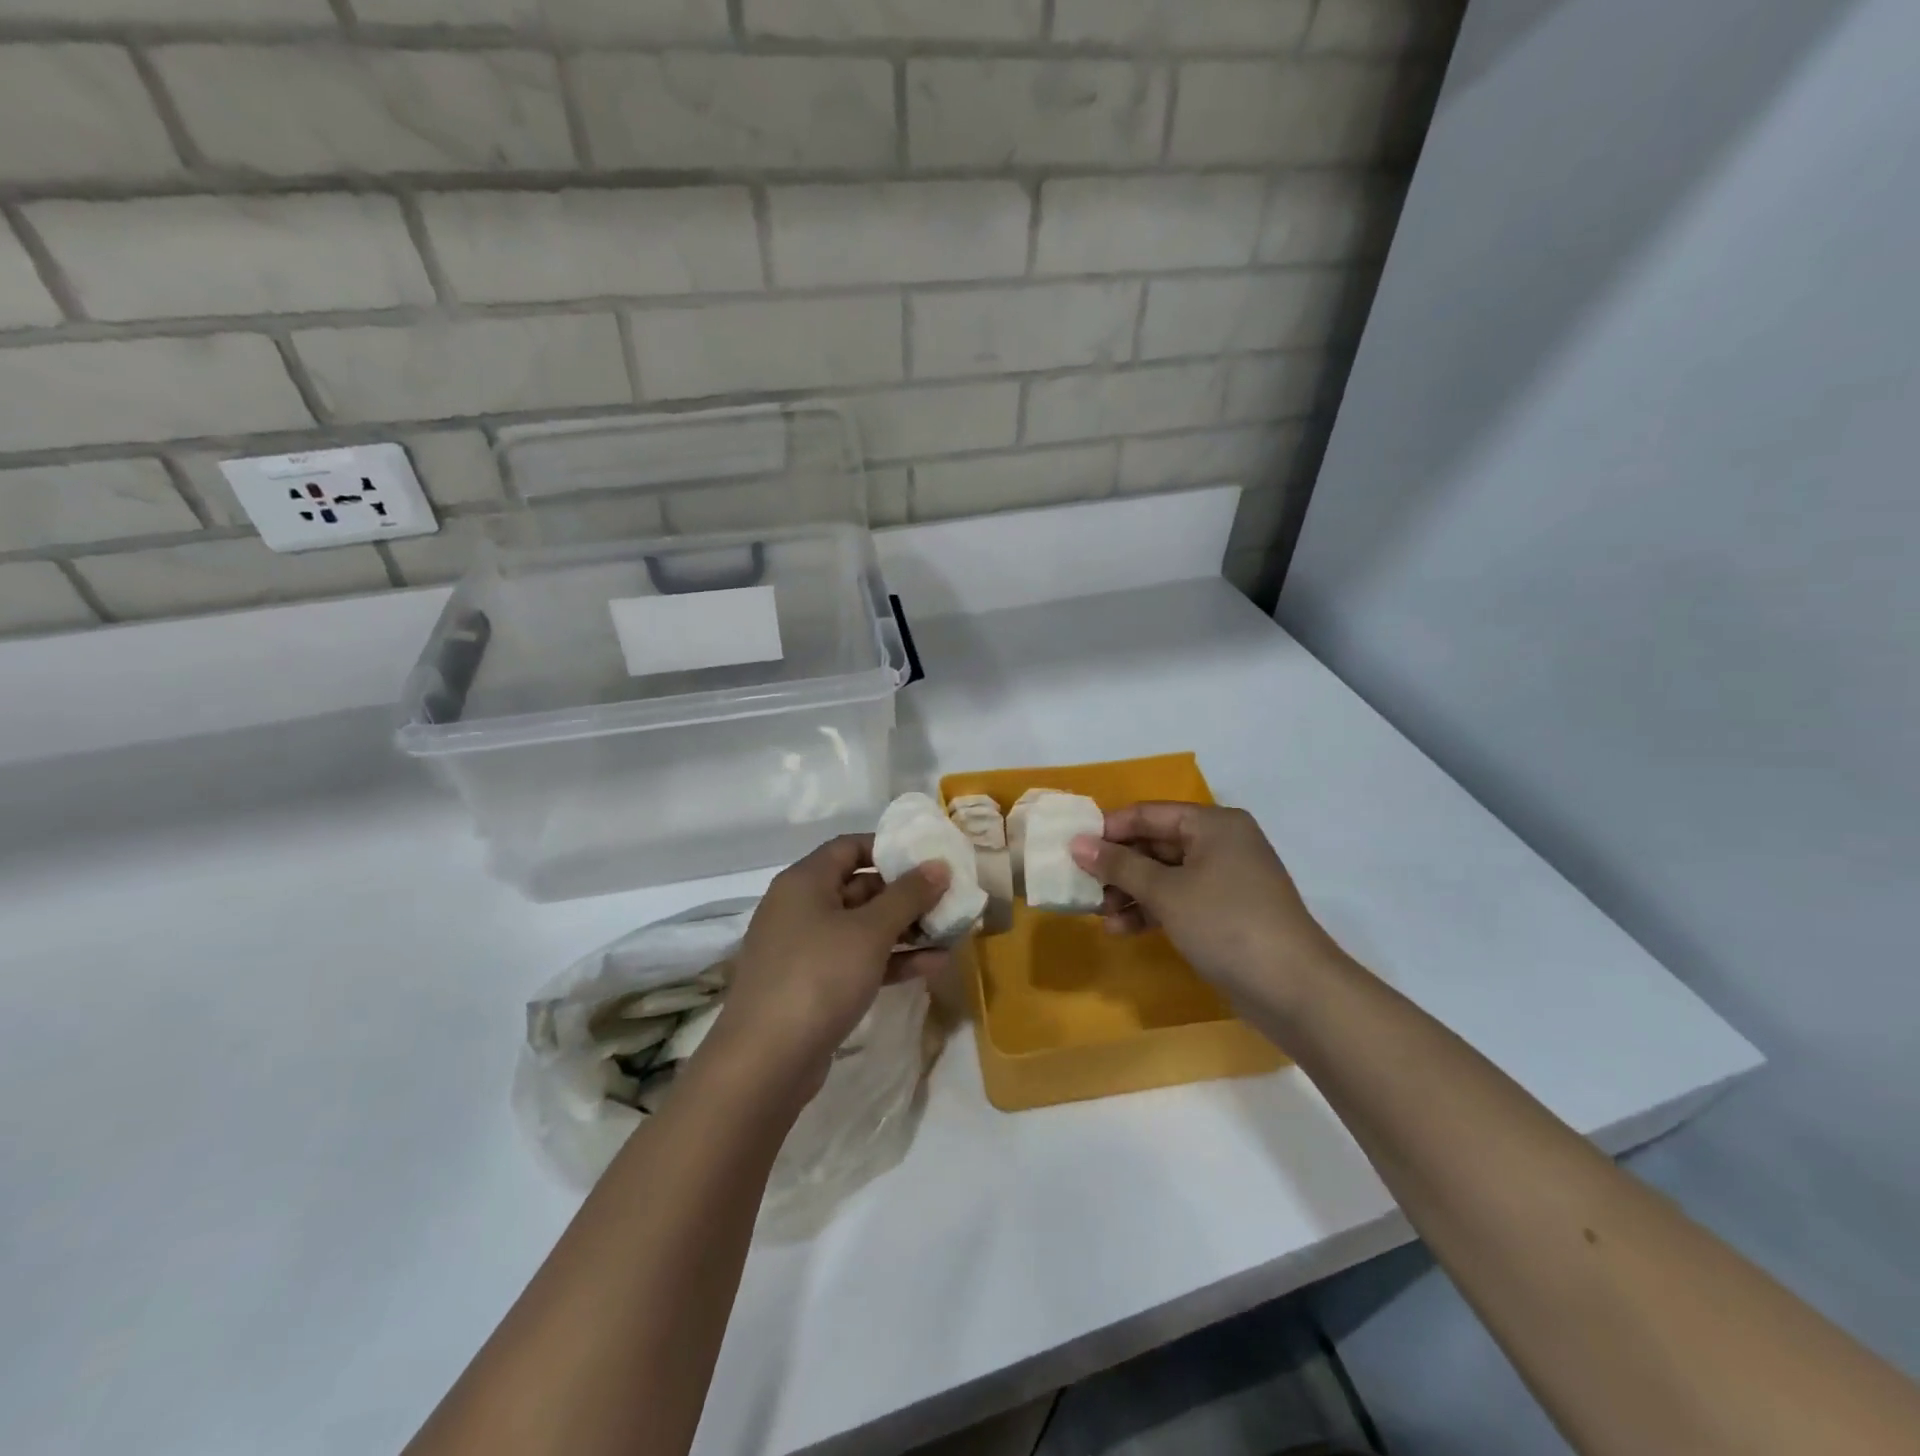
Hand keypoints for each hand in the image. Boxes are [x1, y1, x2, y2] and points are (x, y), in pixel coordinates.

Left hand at [711, 835, 948, 1098]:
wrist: (766, 1062)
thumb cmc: (819, 976)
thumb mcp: (870, 931)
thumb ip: (908, 895)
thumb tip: (939, 865)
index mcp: (804, 882)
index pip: (848, 846)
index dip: (888, 847)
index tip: (927, 858)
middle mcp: (800, 908)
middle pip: (858, 887)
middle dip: (905, 894)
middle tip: (947, 899)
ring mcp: (804, 949)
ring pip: (861, 928)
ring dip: (904, 930)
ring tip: (950, 933)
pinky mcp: (812, 986)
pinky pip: (856, 960)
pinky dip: (890, 960)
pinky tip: (932, 965)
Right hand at [1069, 803, 1344, 1013]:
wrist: (1294, 989)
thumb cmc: (1226, 924)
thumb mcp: (1166, 892)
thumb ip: (1119, 865)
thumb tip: (1077, 843)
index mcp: (1213, 824)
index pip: (1148, 814)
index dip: (1108, 829)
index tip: (1072, 849)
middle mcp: (1220, 844)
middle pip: (1155, 844)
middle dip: (1117, 867)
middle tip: (1082, 886)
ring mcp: (1224, 880)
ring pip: (1164, 876)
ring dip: (1130, 893)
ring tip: (1099, 914)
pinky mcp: (1224, 913)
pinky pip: (1178, 901)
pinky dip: (1150, 911)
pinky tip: (1121, 930)